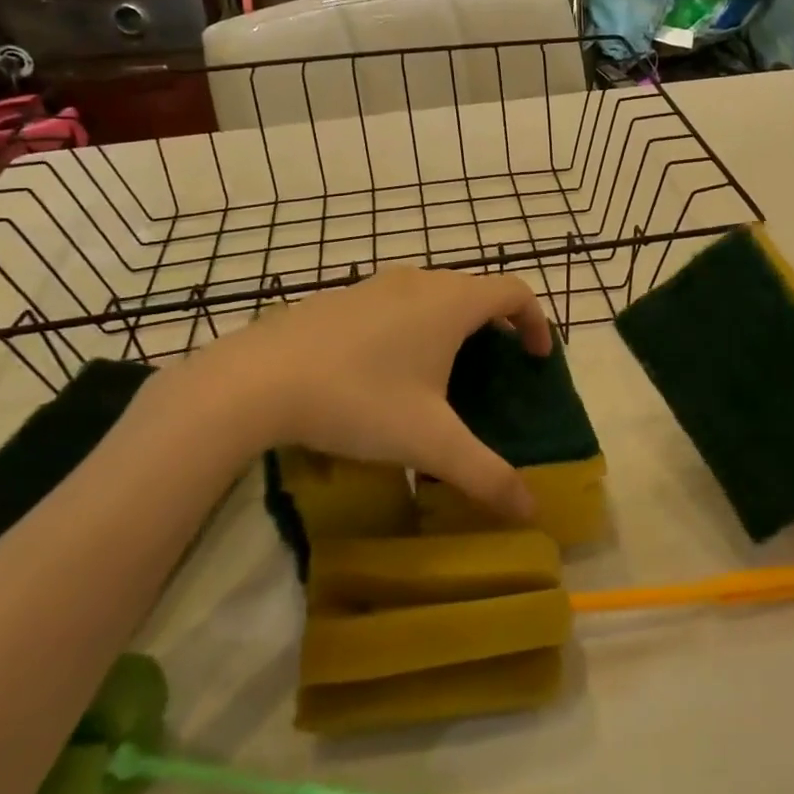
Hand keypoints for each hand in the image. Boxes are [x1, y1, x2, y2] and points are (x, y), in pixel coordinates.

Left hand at [153, 268, 548, 519]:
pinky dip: (409, 325)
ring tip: (441, 371)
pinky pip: (392, 303)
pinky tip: (382, 370)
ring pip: (430, 293)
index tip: (537, 357)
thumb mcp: (429, 443)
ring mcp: (374, 284)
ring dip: (449, 323)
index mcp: (451, 303)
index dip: (536, 321)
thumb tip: (531, 511)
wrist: (256, 381)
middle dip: (494, 324)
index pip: (515, 291)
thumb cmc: (359, 400)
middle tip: (494, 368)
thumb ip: (485, 474)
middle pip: (474, 290)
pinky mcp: (338, 298)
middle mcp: (418, 282)